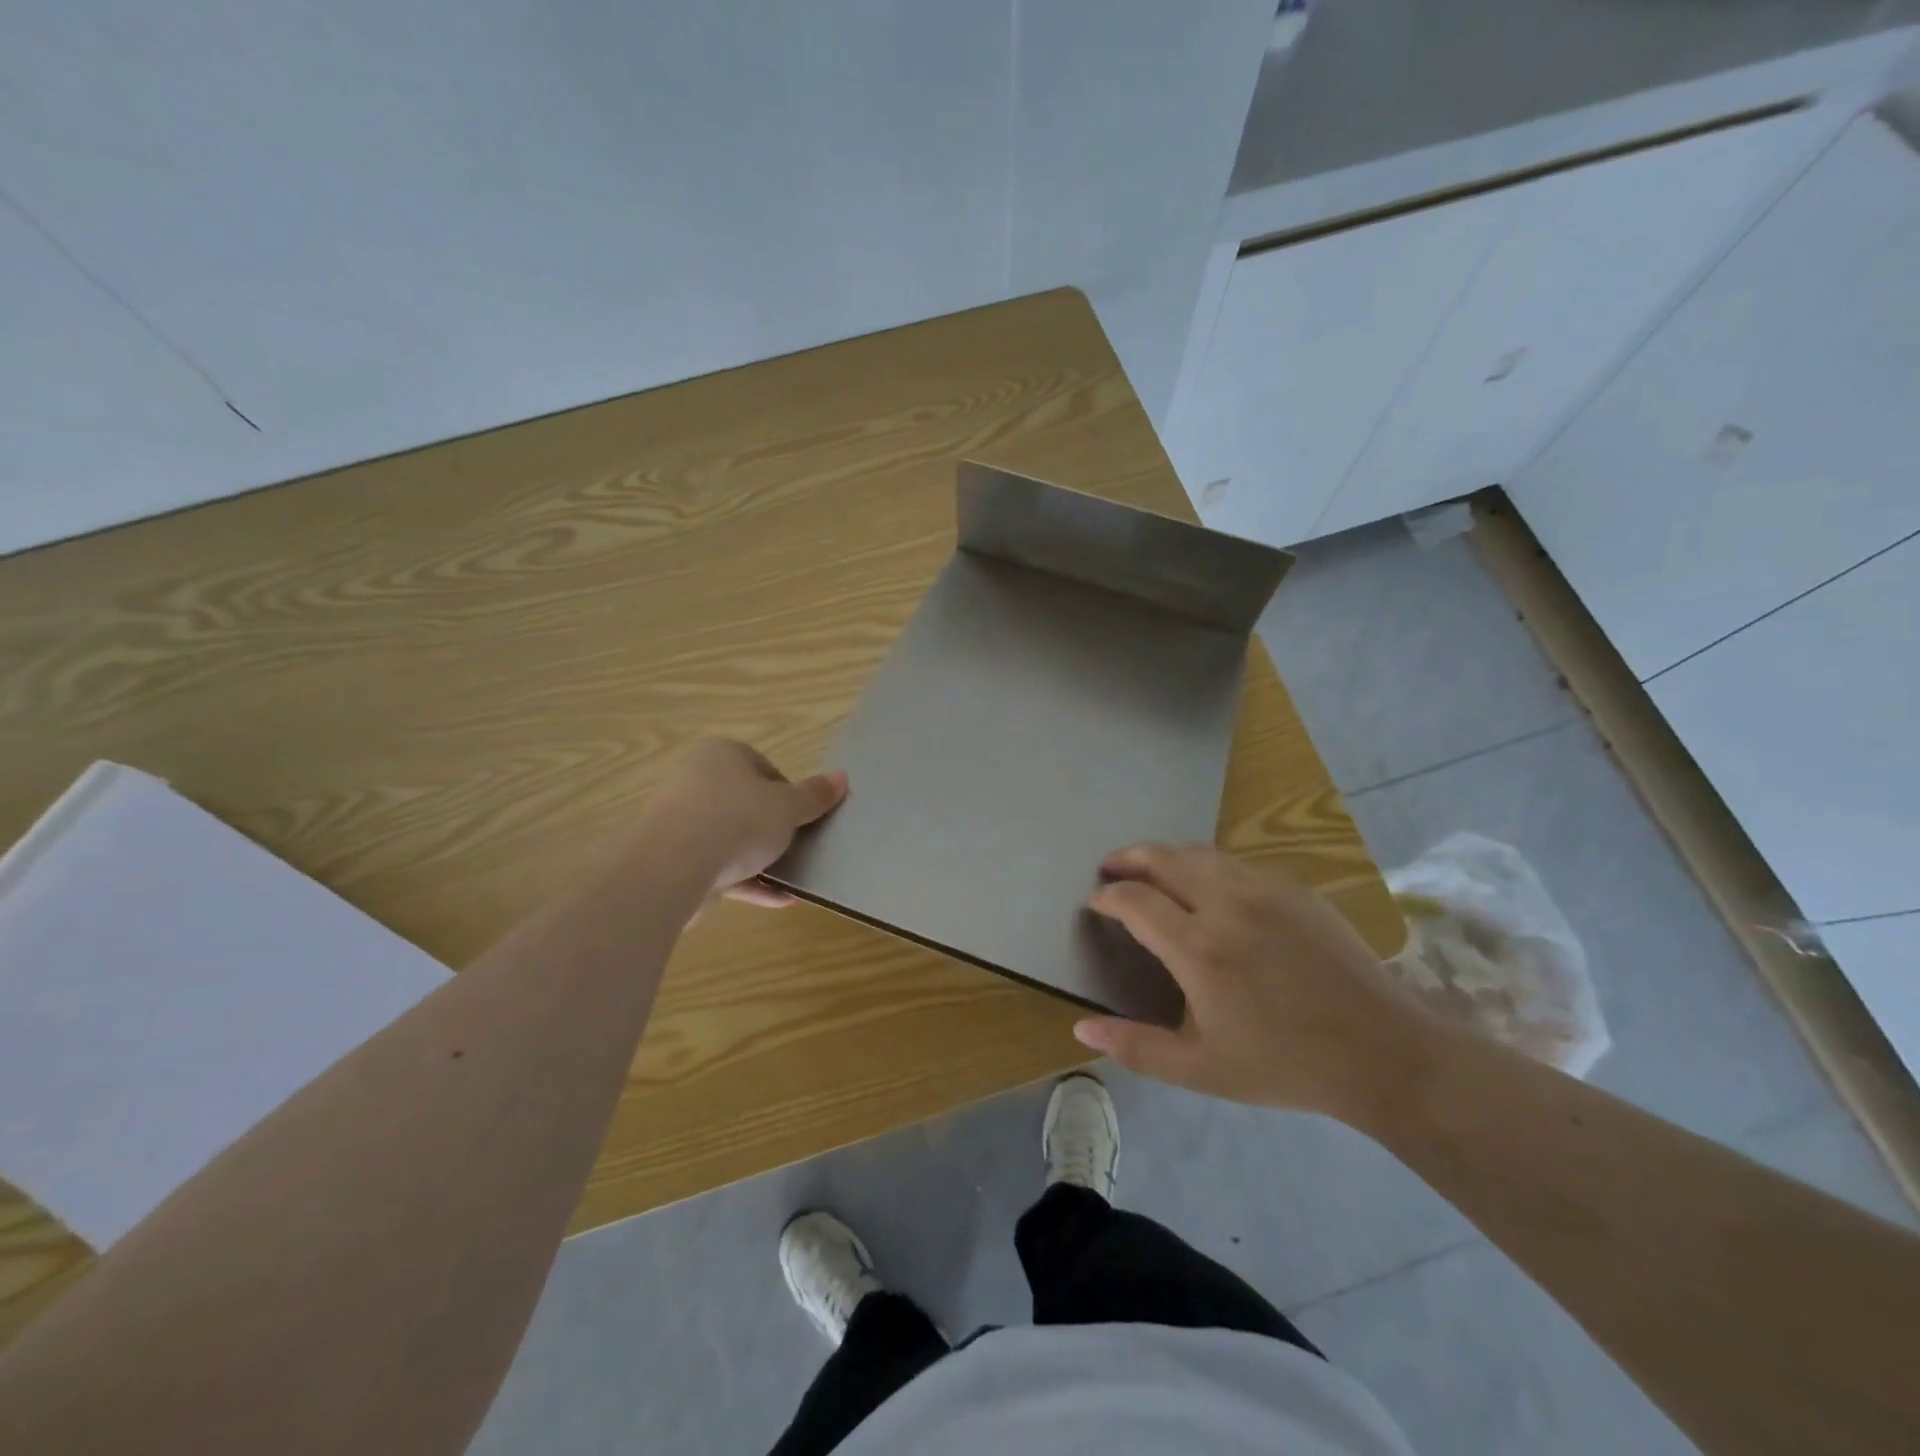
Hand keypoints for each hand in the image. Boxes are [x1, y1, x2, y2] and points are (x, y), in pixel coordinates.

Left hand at [641, 739, 847, 905]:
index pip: (764, 768)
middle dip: (775, 827)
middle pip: (747, 803)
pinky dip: (749, 882)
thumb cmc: (738, 819)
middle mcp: (697, 781)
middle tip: (800, 846)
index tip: (805, 818)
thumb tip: (842, 778)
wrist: (673, 866)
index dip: (790, 794)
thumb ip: (815, 795)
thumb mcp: (788, 806)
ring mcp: (682, 822)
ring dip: (763, 859)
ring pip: (732, 838)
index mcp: (722, 755)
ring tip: (795, 878)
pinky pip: (721, 868)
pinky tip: (780, 899)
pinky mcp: (677, 860)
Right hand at [1077, 844, 1434, 1123]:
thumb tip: (1080, 1030)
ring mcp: (1264, 889)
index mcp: (1199, 948)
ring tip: (1149, 868)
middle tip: (1110, 868)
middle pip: (1162, 859)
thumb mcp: (1202, 1070)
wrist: (1382, 1051)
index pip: (1134, 900)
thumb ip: (1137, 1047)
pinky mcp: (1294, 888)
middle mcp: (1226, 904)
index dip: (1108, 896)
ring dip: (1165, 855)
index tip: (1096, 903)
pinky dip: (1205, 863)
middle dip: (1128, 858)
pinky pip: (1235, 862)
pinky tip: (1205, 884)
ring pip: (1199, 852)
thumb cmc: (1285, 1064)